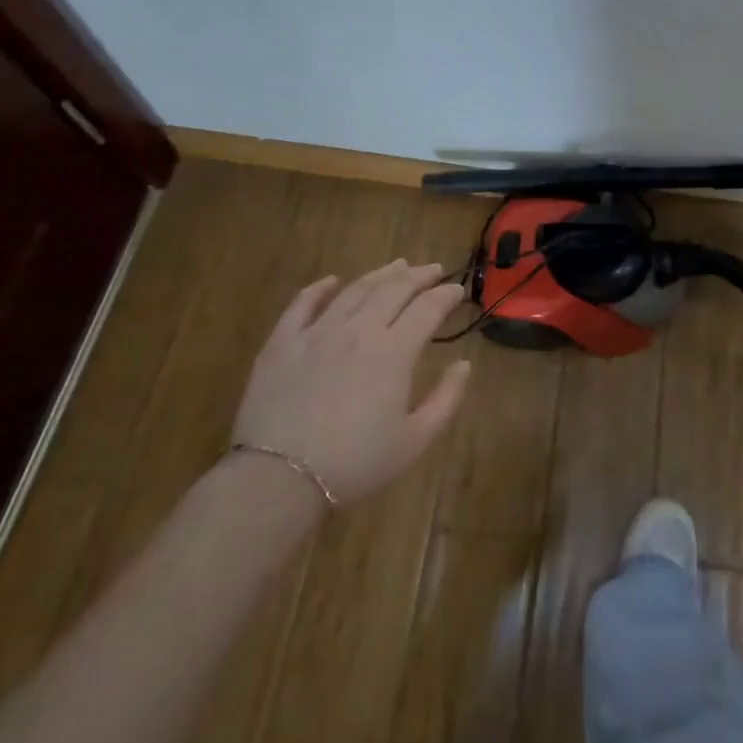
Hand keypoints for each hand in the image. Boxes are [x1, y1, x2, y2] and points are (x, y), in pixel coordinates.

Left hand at [232, 260, 471, 503]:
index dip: (446, 295)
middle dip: (418, 275)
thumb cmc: (355, 462)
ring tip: (396, 266)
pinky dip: (320, 288)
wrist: (279, 477)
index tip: (458, 290)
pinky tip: (332, 281)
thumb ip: (446, 399)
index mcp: (394, 351)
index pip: (428, 308)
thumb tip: (463, 364)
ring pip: (354, 289)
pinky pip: (303, 303)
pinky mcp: (283, 342)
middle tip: (432, 269)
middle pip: (394, 289)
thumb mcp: (414, 440)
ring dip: (380, 274)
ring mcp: (318, 331)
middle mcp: (358, 329)